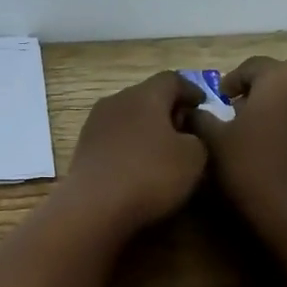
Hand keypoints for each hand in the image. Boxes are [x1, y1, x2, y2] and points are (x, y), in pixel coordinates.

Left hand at [57, 72, 208, 234]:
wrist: (94, 206)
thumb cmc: (150, 174)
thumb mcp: (194, 157)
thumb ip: (198, 138)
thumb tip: (186, 136)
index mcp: (145, 94)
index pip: (172, 80)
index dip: (191, 90)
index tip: (203, 105)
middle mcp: (116, 101)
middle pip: (147, 97)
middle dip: (168, 110)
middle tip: (186, 130)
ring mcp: (95, 124)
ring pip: (129, 117)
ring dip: (147, 129)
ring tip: (164, 151)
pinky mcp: (84, 148)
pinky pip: (115, 138)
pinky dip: (130, 145)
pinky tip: (139, 166)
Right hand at [188, 57, 286, 231]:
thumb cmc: (252, 167)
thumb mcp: (214, 141)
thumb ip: (200, 118)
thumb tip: (192, 111)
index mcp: (282, 75)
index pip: (251, 67)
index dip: (231, 83)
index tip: (219, 102)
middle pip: (280, 78)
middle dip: (259, 92)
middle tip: (238, 115)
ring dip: (280, 107)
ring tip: (261, 132)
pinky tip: (282, 148)